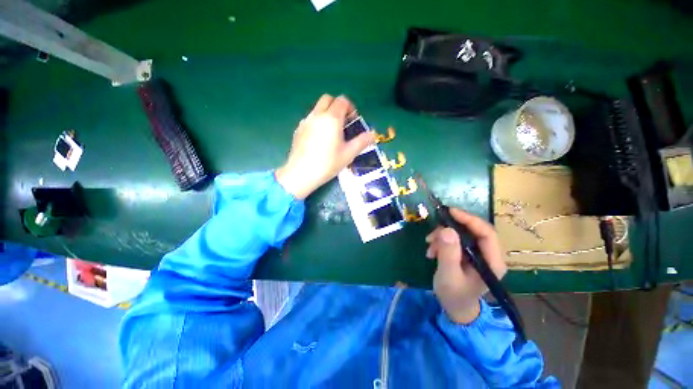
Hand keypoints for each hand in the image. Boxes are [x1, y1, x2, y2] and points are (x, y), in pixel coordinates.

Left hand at [276, 94, 376, 198]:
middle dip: (337, 106)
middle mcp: (317, 115)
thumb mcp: (349, 154)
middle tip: (343, 122)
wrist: (301, 173)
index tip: (353, 120)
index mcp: (332, 118)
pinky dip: (317, 121)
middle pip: (328, 99)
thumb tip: (373, 134)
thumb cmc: (327, 163)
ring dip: (327, 113)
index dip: (350, 107)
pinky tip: (319, 139)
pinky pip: (310, 118)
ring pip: (317, 108)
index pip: (342, 101)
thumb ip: (362, 141)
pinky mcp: (298, 129)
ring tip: (331, 132)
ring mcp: (305, 121)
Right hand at [425, 209, 506, 323]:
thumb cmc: (454, 295)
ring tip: (429, 245)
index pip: (487, 233)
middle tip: (433, 232)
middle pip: (473, 230)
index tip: (450, 212)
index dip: (470, 220)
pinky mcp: (467, 253)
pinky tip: (431, 250)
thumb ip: (448, 254)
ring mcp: (478, 254)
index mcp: (492, 262)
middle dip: (450, 228)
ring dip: (443, 235)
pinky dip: (441, 241)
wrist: (454, 307)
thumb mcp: (448, 275)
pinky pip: (455, 239)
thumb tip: (447, 229)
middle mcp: (489, 255)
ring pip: (462, 233)